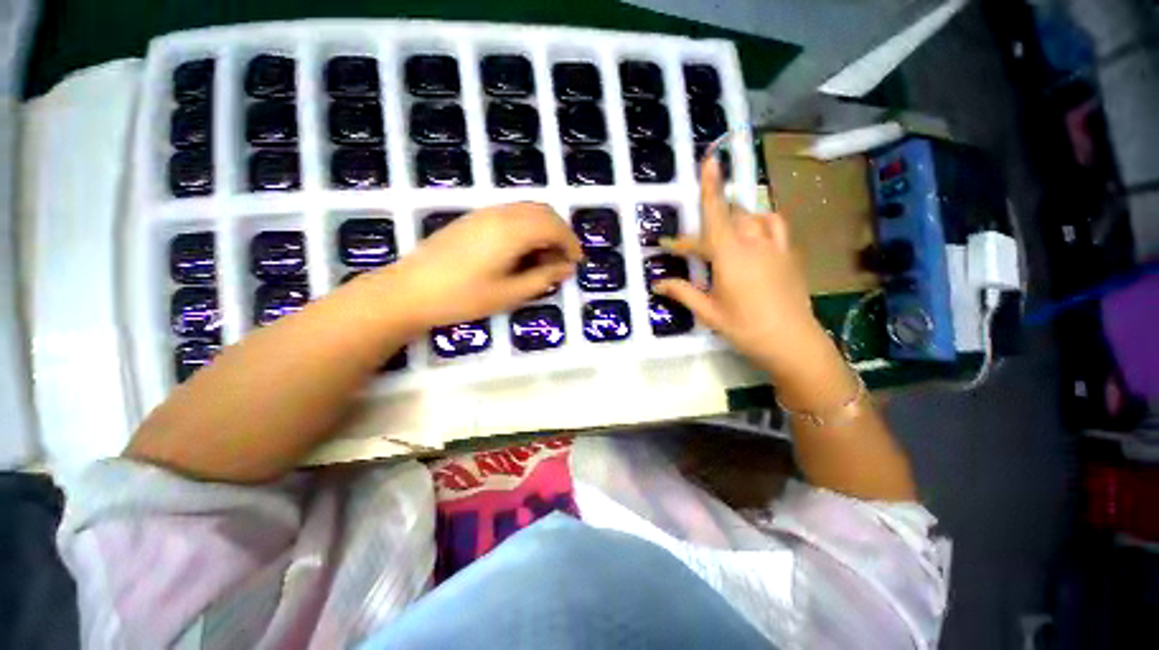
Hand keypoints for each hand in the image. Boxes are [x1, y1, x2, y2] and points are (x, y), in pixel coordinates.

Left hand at [362, 203, 581, 332]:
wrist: (409, 291)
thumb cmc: (462, 298)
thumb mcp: (509, 294)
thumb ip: (543, 278)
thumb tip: (567, 268)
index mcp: (511, 231)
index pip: (553, 226)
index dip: (570, 243)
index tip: (576, 263)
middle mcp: (500, 214)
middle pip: (543, 212)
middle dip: (560, 233)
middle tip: (563, 260)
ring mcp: (484, 213)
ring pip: (527, 210)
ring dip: (544, 229)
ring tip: (544, 258)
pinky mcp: (473, 218)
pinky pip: (511, 214)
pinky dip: (527, 227)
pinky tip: (521, 251)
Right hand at [655, 157, 830, 377]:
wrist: (791, 341)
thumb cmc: (744, 327)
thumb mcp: (708, 312)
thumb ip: (682, 292)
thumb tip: (657, 283)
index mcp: (730, 255)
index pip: (716, 214)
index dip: (710, 186)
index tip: (708, 159)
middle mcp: (753, 242)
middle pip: (726, 219)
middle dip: (702, 230)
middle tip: (686, 250)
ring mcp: (775, 246)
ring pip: (751, 216)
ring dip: (731, 219)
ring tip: (719, 234)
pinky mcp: (788, 253)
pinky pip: (773, 224)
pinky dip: (759, 221)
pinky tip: (753, 232)